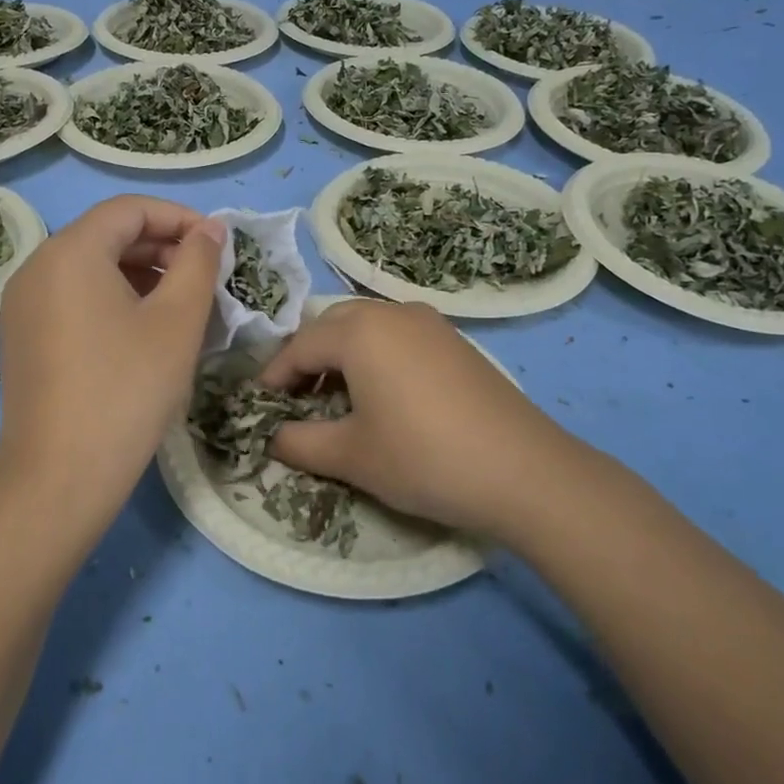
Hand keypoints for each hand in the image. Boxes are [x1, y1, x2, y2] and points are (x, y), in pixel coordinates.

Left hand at [0, 195, 224, 528]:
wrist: (59, 478)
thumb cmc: (127, 390)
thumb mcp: (177, 321)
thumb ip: (198, 263)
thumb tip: (210, 229)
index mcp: (70, 252)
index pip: (130, 209)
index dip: (180, 218)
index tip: (219, 245)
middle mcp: (37, 266)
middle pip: (107, 235)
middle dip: (162, 247)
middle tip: (206, 277)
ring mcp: (24, 304)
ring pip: (91, 268)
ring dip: (141, 275)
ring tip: (182, 305)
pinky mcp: (23, 337)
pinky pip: (74, 297)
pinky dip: (113, 299)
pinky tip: (144, 331)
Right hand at [259, 300, 594, 544]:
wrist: (523, 470)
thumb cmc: (423, 457)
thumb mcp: (351, 455)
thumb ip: (299, 442)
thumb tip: (270, 437)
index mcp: (359, 331)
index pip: (299, 346)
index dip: (275, 377)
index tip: (260, 407)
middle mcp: (392, 312)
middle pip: (331, 327)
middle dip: (307, 360)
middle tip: (296, 401)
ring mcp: (429, 323)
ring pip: (366, 328)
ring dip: (342, 356)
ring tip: (336, 399)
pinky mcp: (455, 341)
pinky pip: (398, 336)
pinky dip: (376, 357)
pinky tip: (383, 395)